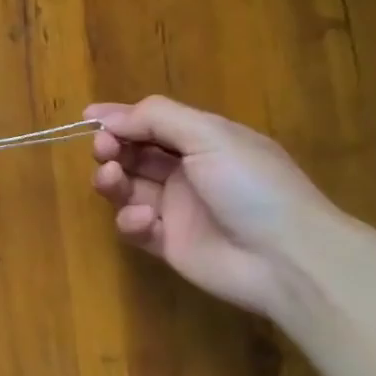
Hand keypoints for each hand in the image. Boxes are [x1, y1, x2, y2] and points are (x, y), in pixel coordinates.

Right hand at [87, 95, 343, 319]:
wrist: (287, 258)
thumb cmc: (251, 186)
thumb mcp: (210, 136)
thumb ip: (157, 118)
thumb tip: (111, 117)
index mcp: (203, 141)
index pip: (152, 123)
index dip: (120, 118)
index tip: (88, 117)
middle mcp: (187, 172)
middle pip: (133, 154)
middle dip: (112, 147)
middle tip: (104, 150)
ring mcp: (176, 209)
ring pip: (127, 188)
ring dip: (112, 180)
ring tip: (112, 178)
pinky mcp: (167, 244)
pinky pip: (134, 226)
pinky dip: (131, 220)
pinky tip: (147, 220)